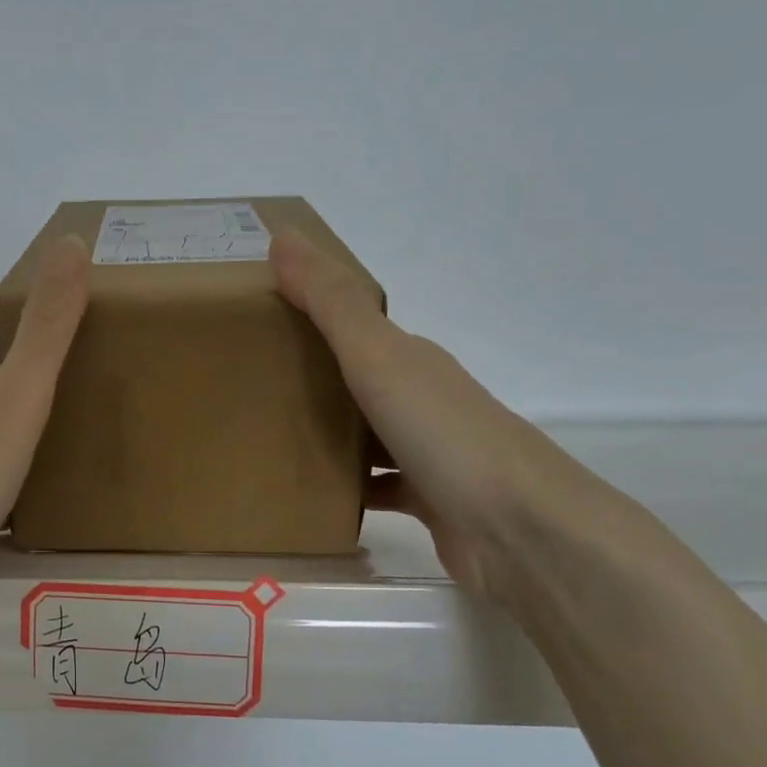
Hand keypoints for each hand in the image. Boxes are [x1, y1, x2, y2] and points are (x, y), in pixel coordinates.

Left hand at [0, 235, 89, 611]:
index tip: (78, 317)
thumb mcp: (17, 396)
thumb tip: (70, 240)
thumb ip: (47, 328)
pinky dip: (11, 479)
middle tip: (93, 382)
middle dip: (32, 379)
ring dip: (21, 431)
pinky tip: (35, 500)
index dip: (31, 320)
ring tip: (75, 440)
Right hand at [270, 227, 593, 600]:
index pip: (354, 324)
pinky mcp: (428, 501)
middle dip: (309, 376)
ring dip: (325, 434)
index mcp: (411, 358)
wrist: (521, 531)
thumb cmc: (446, 434)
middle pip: (357, 379)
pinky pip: (375, 487)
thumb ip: (332, 304)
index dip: (310, 314)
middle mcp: (422, 399)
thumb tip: (283, 235)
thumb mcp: (380, 358)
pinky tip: (310, 497)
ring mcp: (428, 452)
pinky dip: (346, 489)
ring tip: (265, 439)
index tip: (256, 314)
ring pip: (365, 434)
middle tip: (245, 381)